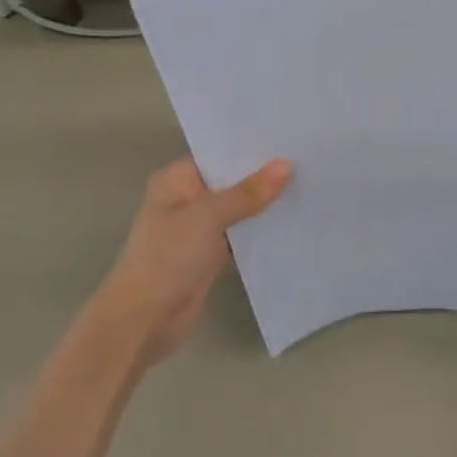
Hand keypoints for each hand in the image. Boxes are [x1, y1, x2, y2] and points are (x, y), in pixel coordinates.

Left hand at [95, 158, 292, 366]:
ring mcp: (197, 230)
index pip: (217, 154)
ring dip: (264, 206)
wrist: (146, 317)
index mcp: (176, 180)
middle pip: (230, 182)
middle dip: (263, 177)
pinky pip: (239, 237)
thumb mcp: (208, 216)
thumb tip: (286, 165)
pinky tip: (292, 224)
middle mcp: (185, 200)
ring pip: (238, 211)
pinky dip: (259, 233)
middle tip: (309, 162)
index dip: (250, 148)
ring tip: (308, 188)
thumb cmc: (168, 256)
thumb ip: (248, 192)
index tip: (290, 139)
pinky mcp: (209, 257)